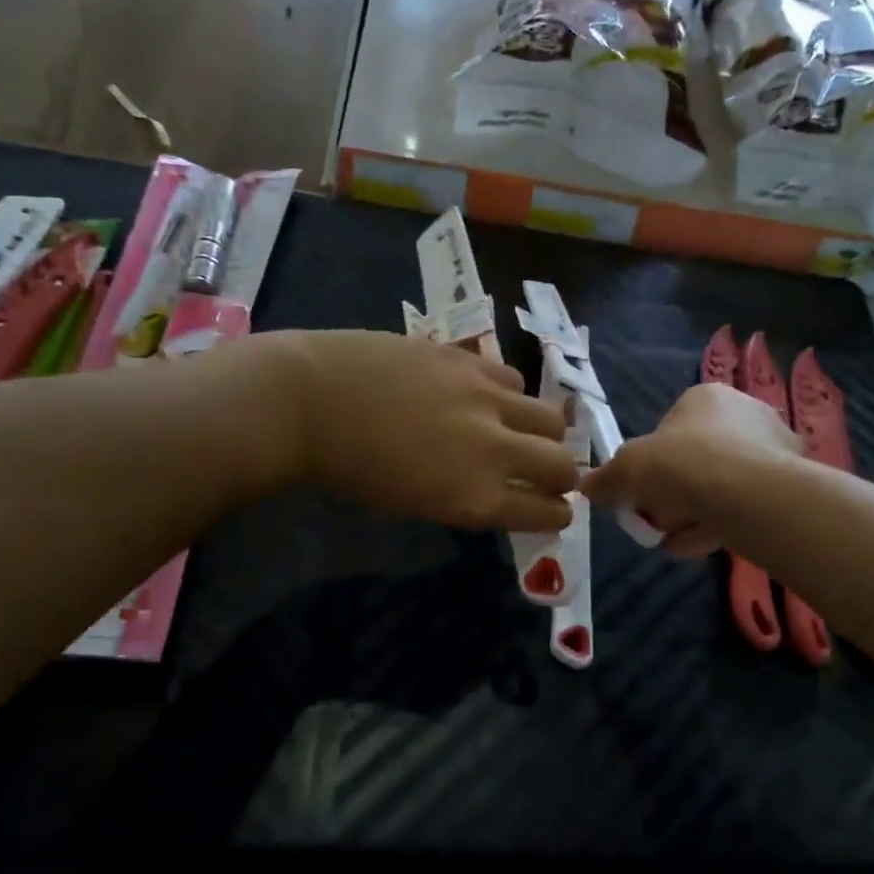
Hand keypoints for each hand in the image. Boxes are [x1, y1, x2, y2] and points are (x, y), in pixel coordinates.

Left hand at [276, 330, 576, 531]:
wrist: (310, 402)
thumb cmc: (352, 469)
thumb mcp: (417, 503)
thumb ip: (471, 497)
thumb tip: (505, 488)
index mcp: (477, 499)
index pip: (548, 513)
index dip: (556, 514)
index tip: (553, 508)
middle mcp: (494, 451)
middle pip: (564, 465)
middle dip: (563, 475)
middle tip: (547, 472)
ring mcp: (486, 400)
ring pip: (551, 417)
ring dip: (544, 432)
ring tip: (520, 428)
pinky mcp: (471, 360)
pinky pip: (514, 380)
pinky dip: (509, 394)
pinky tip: (485, 395)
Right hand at [581, 383, 797, 556]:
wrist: (748, 494)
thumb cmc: (681, 465)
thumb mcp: (626, 470)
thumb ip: (606, 479)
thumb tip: (586, 487)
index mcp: (705, 397)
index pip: (669, 430)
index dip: (650, 465)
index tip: (641, 494)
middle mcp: (744, 412)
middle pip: (696, 460)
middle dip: (674, 495)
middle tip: (658, 521)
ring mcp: (773, 447)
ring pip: (721, 486)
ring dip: (694, 515)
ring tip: (677, 542)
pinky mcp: (791, 482)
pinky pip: (745, 504)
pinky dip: (722, 524)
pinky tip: (704, 546)